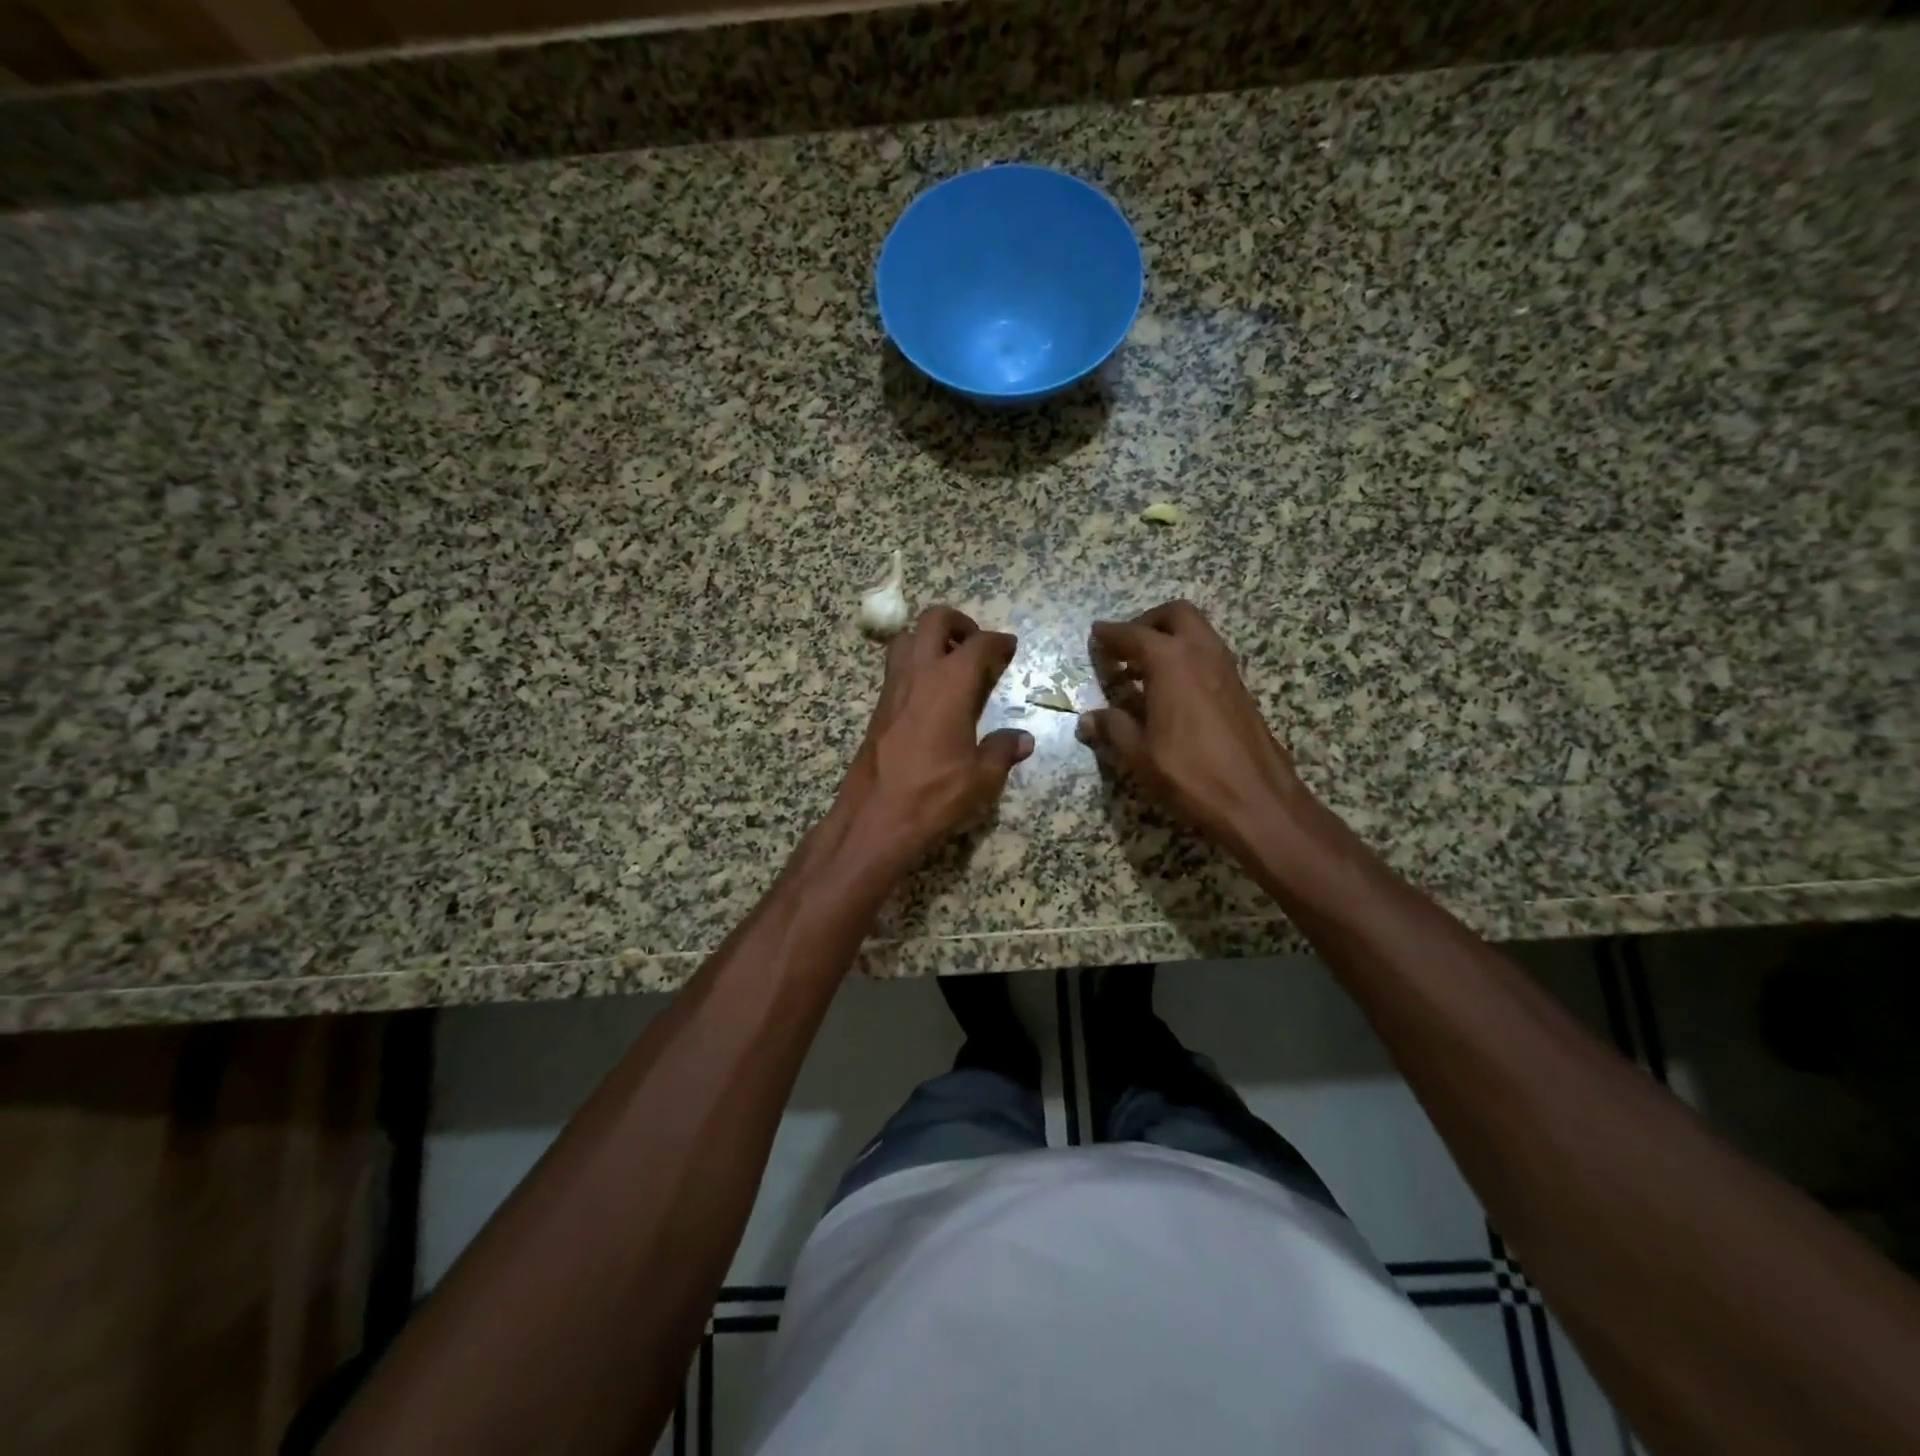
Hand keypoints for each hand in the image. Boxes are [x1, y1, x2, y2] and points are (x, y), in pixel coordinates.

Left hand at [837, 605, 1033, 865]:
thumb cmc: (934, 795)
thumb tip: (1023, 739)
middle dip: (958, 623)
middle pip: (934, 621)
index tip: (1009, 647)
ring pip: (906, 639)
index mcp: (950, 683)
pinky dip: (914, 666)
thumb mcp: (982, 779)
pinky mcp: (878, 708)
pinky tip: (930, 697)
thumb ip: (1003, 751)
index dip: (999, 641)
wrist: (874, 819)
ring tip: (950, 666)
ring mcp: (892, 688)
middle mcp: (919, 674)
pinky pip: (896, 669)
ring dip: (929, 640)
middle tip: (975, 646)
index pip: (979, 644)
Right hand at [1077, 600, 1306, 848]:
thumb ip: (1114, 728)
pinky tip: (1171, 691)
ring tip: (1143, 670)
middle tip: (1126, 647)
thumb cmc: (1190, 774)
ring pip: (1197, 632)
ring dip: (1169, 639)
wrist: (1257, 800)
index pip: (1133, 635)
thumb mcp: (1140, 754)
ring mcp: (1226, 669)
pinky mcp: (1239, 689)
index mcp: (1171, 662)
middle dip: (1147, 623)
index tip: (1096, 634)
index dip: (1111, 634)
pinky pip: (1208, 655)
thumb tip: (1089, 718)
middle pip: (1175, 615)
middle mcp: (1201, 653)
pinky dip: (1186, 658)